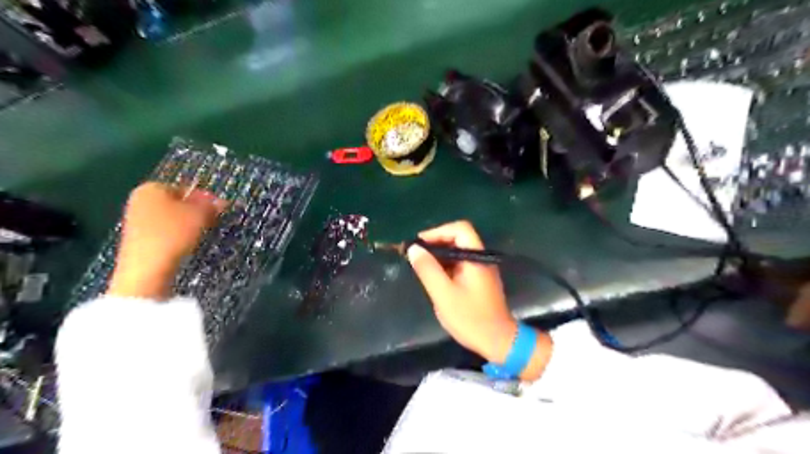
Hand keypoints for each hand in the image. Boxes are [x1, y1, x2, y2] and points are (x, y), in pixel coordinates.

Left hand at [107, 180, 224, 301]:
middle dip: (196, 211)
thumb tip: (220, 201)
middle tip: (213, 221)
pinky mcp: (138, 239)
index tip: (219, 210)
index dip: (205, 198)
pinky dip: (178, 235)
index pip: (186, 188)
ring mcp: (136, 220)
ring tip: (202, 234)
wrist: (147, 268)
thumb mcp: (200, 214)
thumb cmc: (173, 233)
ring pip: (172, 218)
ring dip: (189, 224)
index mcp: (151, 187)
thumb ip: (211, 205)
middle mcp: (139, 200)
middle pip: (177, 202)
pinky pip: (165, 231)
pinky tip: (186, 245)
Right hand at [408, 221, 515, 362]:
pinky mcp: (478, 279)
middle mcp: (480, 258)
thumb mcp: (444, 294)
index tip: (419, 244)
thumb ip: (428, 269)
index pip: (460, 229)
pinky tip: (433, 276)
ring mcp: (480, 269)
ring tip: (420, 264)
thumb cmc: (470, 318)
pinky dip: (445, 265)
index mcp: (476, 257)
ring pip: (458, 251)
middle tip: (416, 254)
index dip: (438, 231)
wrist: (497, 341)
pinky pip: (460, 263)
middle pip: (458, 238)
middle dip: (436, 242)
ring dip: (439, 254)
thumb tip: (414, 249)